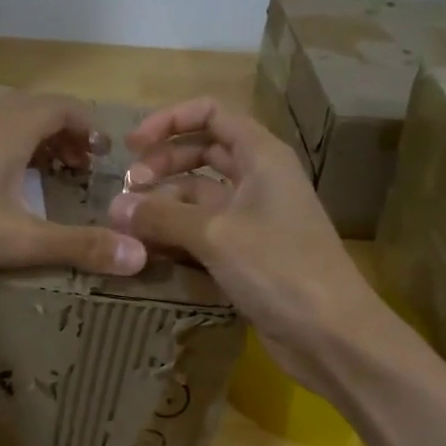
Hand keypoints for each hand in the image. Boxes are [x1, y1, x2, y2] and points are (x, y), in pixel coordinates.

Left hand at [0, 93, 148, 283]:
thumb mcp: (19, 239)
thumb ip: (79, 246)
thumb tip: (140, 254)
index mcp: (11, 129)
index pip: (62, 108)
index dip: (88, 126)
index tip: (102, 153)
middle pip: (34, 112)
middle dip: (63, 135)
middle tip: (80, 166)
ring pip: (3, 124)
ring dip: (31, 142)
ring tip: (44, 175)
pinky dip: (1, 152)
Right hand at [108, 97, 387, 394]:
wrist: (330, 333)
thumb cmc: (278, 268)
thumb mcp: (215, 235)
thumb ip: (162, 216)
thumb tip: (115, 206)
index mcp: (262, 156)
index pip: (212, 113)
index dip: (170, 120)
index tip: (132, 144)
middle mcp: (259, 178)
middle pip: (204, 152)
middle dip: (163, 163)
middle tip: (128, 188)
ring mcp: (255, 216)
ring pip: (201, 194)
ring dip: (166, 201)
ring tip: (129, 222)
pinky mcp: (248, 251)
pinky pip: (205, 229)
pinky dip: (178, 232)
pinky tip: (149, 247)